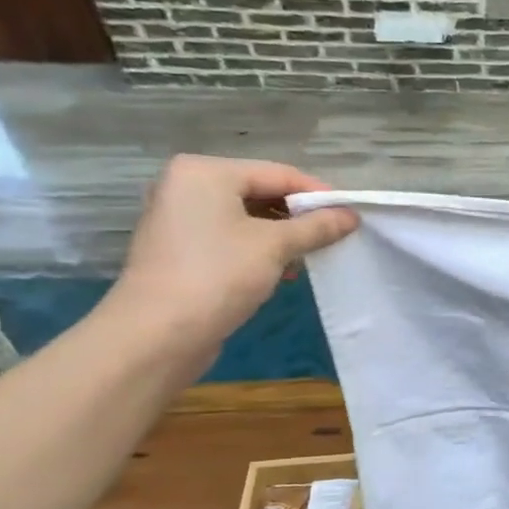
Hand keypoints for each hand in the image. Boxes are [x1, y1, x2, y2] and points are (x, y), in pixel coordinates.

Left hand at [104, 155, 357, 361]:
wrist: (157, 336)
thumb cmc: (218, 275)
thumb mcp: (276, 246)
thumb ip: (317, 226)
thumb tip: (352, 216)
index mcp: (205, 172)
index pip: (278, 173)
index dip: (319, 193)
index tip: (352, 214)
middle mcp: (187, 187)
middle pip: (262, 192)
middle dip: (300, 216)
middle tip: (336, 236)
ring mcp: (180, 219)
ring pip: (248, 217)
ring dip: (284, 236)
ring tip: (312, 256)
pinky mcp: (181, 250)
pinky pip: (232, 238)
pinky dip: (260, 249)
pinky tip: (283, 271)